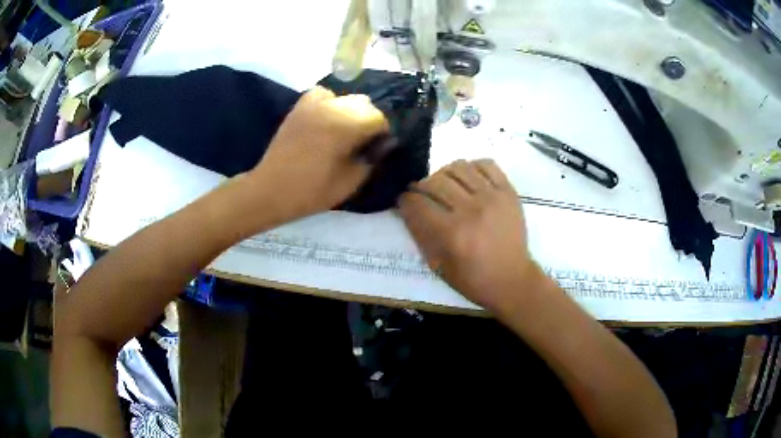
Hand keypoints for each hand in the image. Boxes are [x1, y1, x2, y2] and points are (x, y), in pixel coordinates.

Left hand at [249, 86, 388, 220]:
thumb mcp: (350, 182)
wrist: (271, 190)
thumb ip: (372, 159)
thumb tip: (385, 144)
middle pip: (363, 103)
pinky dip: (330, 102)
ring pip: (345, 98)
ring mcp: (312, 105)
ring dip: (351, 111)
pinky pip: (322, 94)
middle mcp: (331, 108)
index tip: (377, 149)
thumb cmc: (311, 191)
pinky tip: (327, 118)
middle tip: (362, 143)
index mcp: (345, 126)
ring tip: (344, 131)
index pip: (378, 117)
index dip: (382, 133)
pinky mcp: (299, 108)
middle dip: (368, 120)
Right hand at [399, 159, 538, 312]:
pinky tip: (468, 179)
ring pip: (459, 167)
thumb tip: (406, 208)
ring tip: (445, 184)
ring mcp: (492, 197)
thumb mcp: (438, 265)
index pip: (418, 203)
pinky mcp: (508, 192)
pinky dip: (473, 167)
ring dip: (445, 173)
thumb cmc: (473, 279)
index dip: (405, 200)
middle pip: (436, 181)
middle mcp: (471, 210)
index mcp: (452, 233)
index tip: (404, 201)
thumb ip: (420, 234)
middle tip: (421, 193)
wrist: (512, 280)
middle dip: (421, 186)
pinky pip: (487, 164)